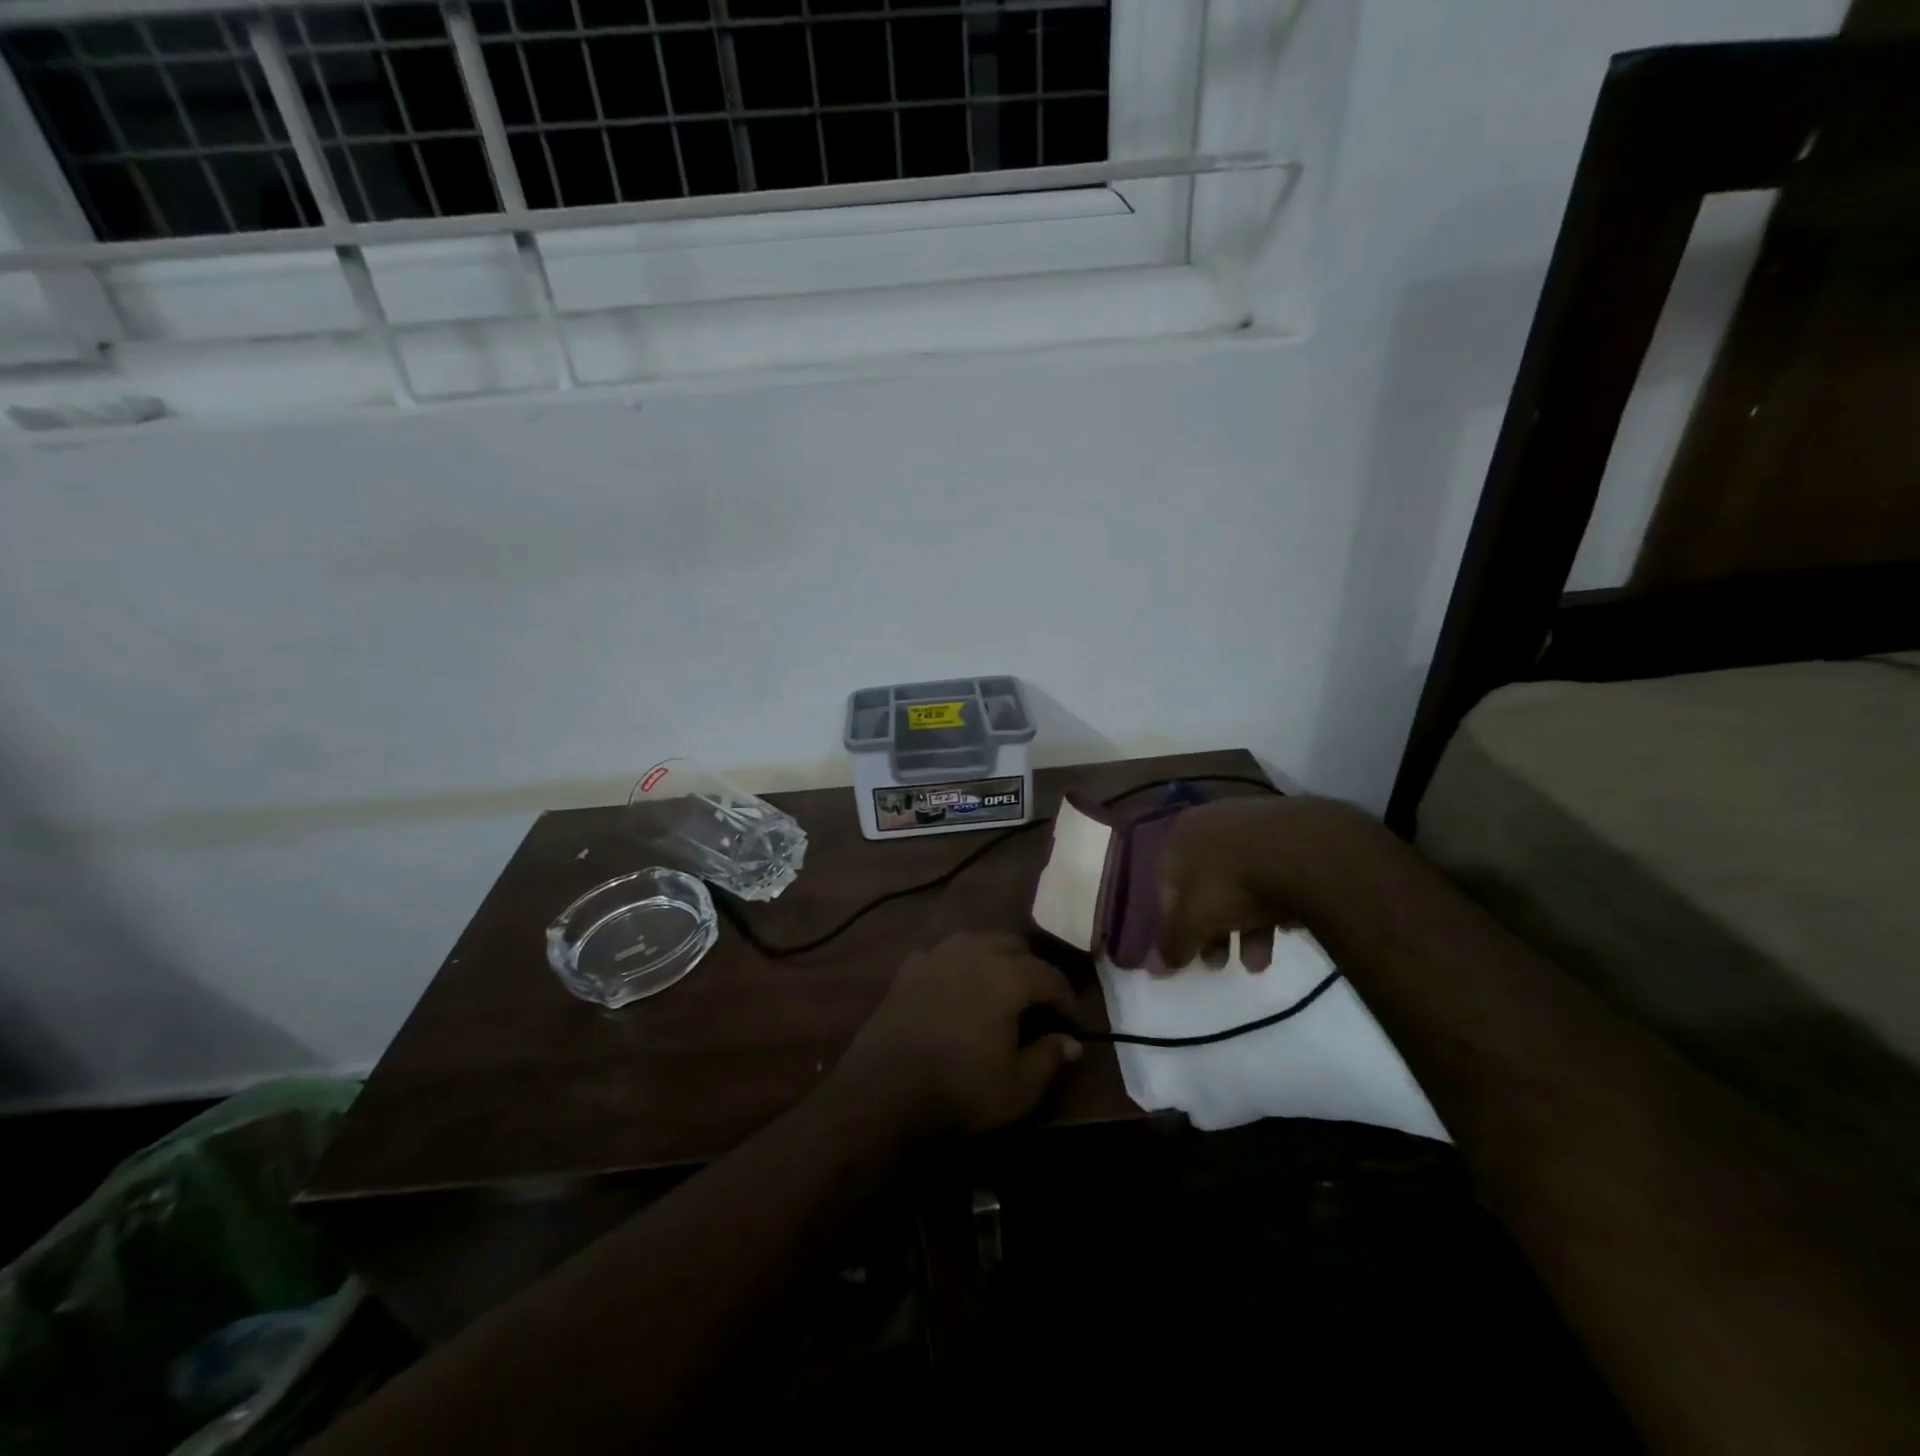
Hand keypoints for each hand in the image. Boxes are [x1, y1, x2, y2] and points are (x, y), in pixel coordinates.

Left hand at [833, 934, 1082, 1135]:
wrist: (886, 1088)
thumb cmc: (961, 1088)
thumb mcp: (1018, 1086)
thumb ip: (1049, 1058)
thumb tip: (1072, 1043)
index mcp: (1008, 975)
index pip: (1049, 975)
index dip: (1065, 997)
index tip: (1070, 1021)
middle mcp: (975, 952)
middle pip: (1014, 947)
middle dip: (1031, 970)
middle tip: (1037, 1003)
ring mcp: (938, 955)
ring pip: (977, 942)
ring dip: (995, 960)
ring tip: (998, 990)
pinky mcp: (909, 968)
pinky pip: (944, 955)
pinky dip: (958, 966)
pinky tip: (956, 989)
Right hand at [1157, 794, 1376, 967]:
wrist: (1307, 852)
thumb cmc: (1232, 882)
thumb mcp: (1195, 919)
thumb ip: (1173, 942)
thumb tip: (1157, 968)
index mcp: (1179, 834)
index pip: (1165, 885)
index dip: (1173, 924)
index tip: (1186, 955)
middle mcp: (1211, 822)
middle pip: (1205, 886)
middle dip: (1211, 930)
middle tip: (1219, 963)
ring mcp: (1254, 825)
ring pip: (1241, 883)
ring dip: (1245, 928)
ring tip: (1258, 964)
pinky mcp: (1293, 835)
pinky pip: (1274, 876)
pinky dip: (1274, 905)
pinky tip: (1286, 930)